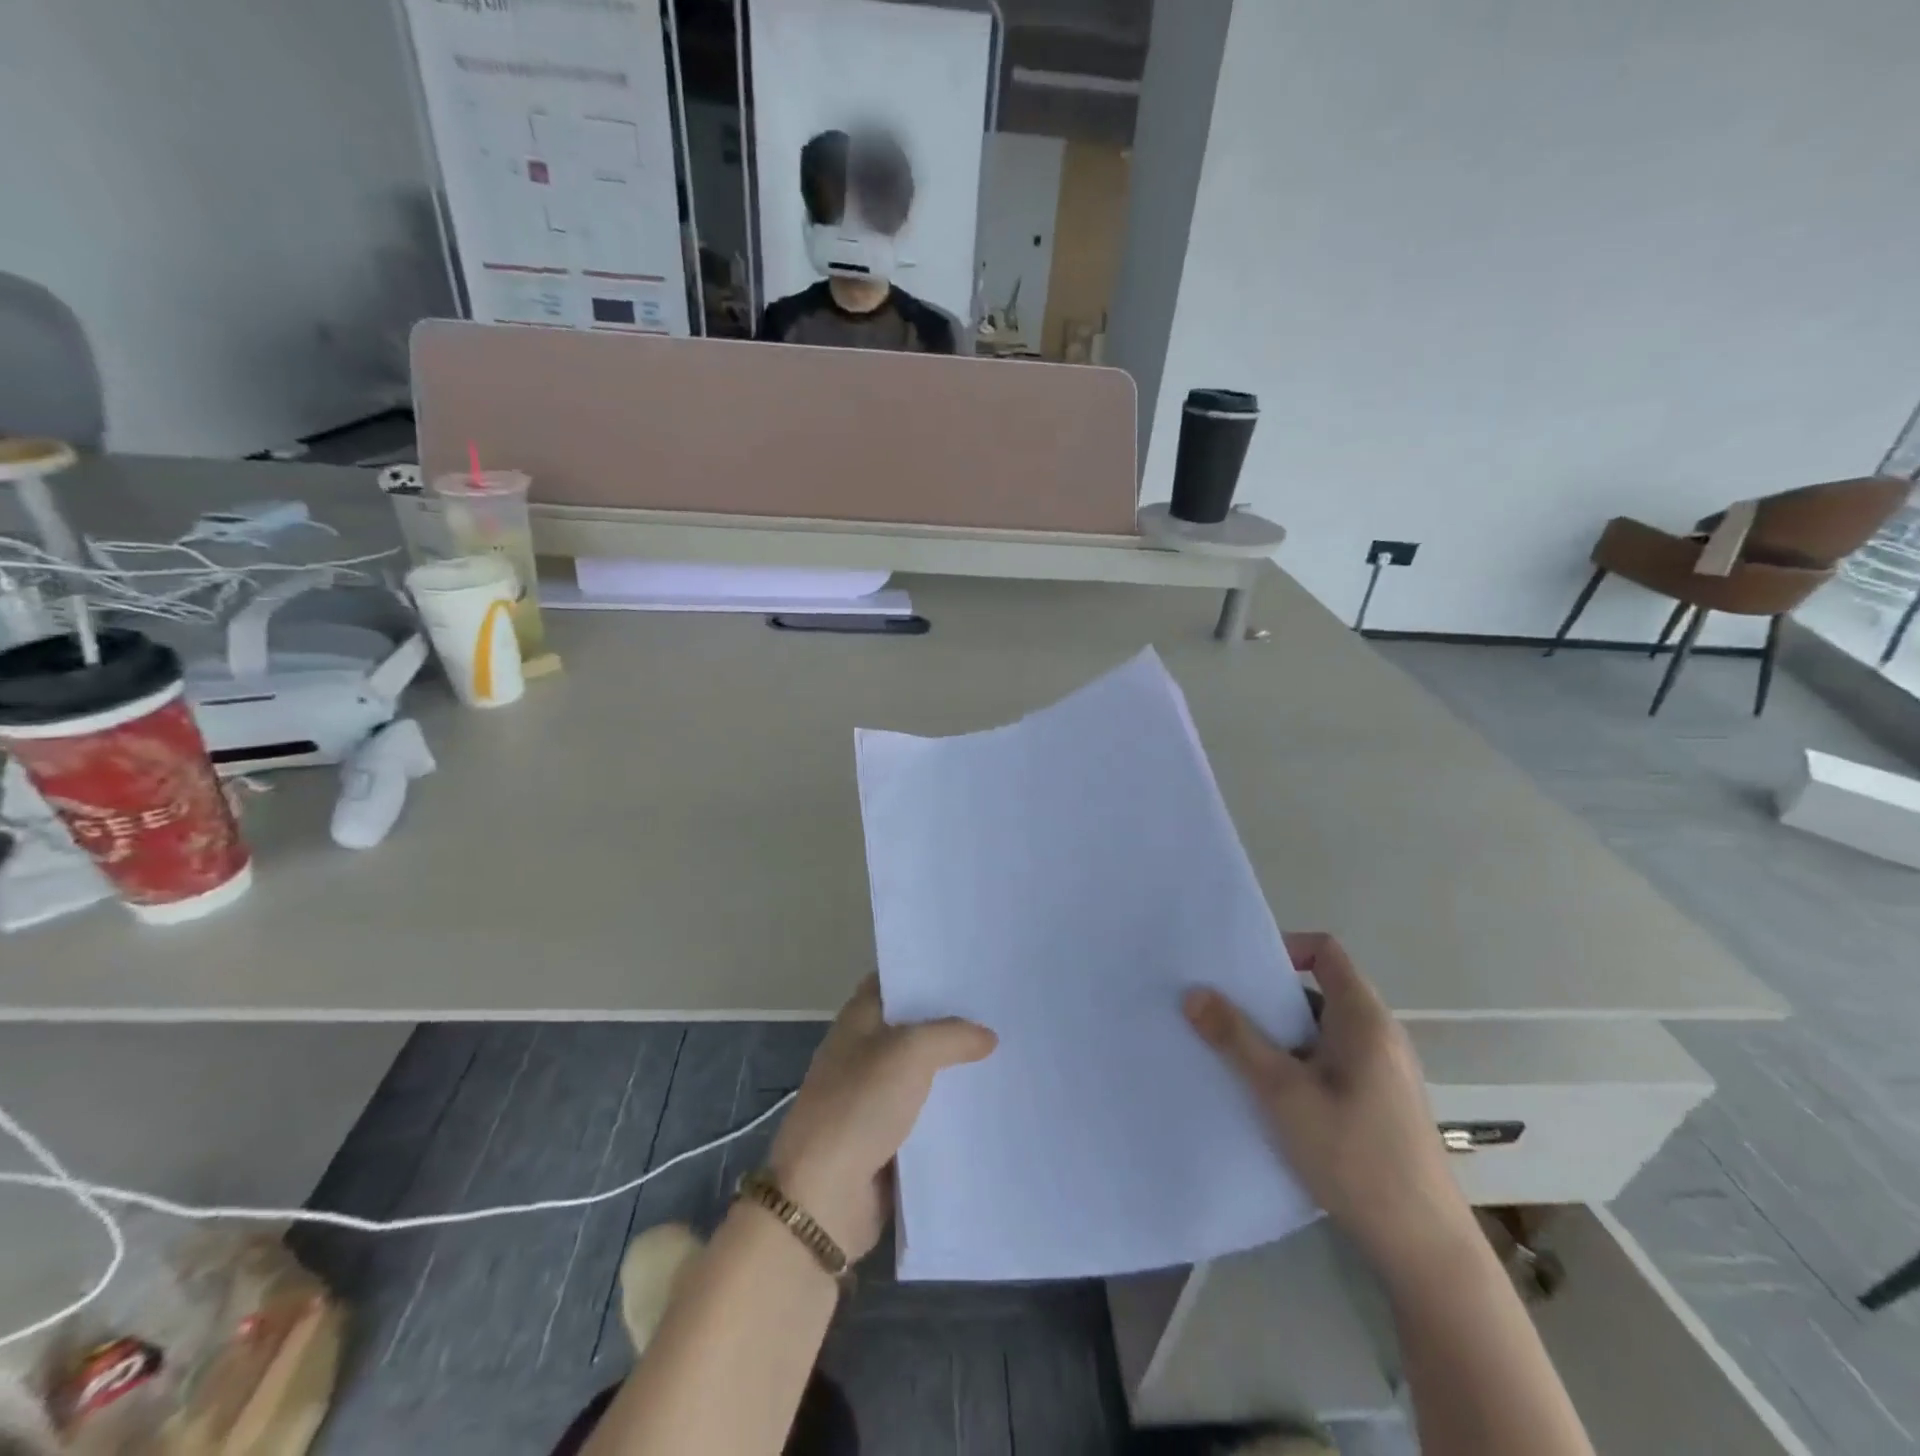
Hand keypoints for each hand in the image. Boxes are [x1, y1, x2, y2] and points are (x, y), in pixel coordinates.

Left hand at [767, 975, 995, 1261]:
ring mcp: (875, 1096)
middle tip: (1003, 1009)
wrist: (824, 1198)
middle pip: (915, 1026)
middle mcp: (865, 1051)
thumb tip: (987, 1036)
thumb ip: (951, 1035)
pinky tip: (992, 1104)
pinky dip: (953, 1111)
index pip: (895, 980)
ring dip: (957, 1068)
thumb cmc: (859, 1106)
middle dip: (953, 1020)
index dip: (928, 971)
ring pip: (925, 1072)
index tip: (972, 967)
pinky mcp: (888, 1138)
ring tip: (1010, 1053)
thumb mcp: (909, 1053)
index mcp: (859, 1020)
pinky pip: (928, 1115)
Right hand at [1183, 933, 1477, 1281]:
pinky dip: (1295, 1064)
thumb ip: (1236, 1039)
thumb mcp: (1282, 1092)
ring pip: (1319, 1031)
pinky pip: (1329, 1062)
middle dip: (1266, 998)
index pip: (1325, 951)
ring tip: (1233, 1054)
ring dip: (1277, 1036)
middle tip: (1221, 1011)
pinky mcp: (1379, 1103)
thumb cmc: (1354, 1156)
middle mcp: (1379, 1035)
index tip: (1241, 972)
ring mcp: (1382, 1071)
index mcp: (1364, 1018)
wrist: (1424, 1249)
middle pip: (1316, 991)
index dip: (1283, 949)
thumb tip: (1193, 992)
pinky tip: (1269, 1096)